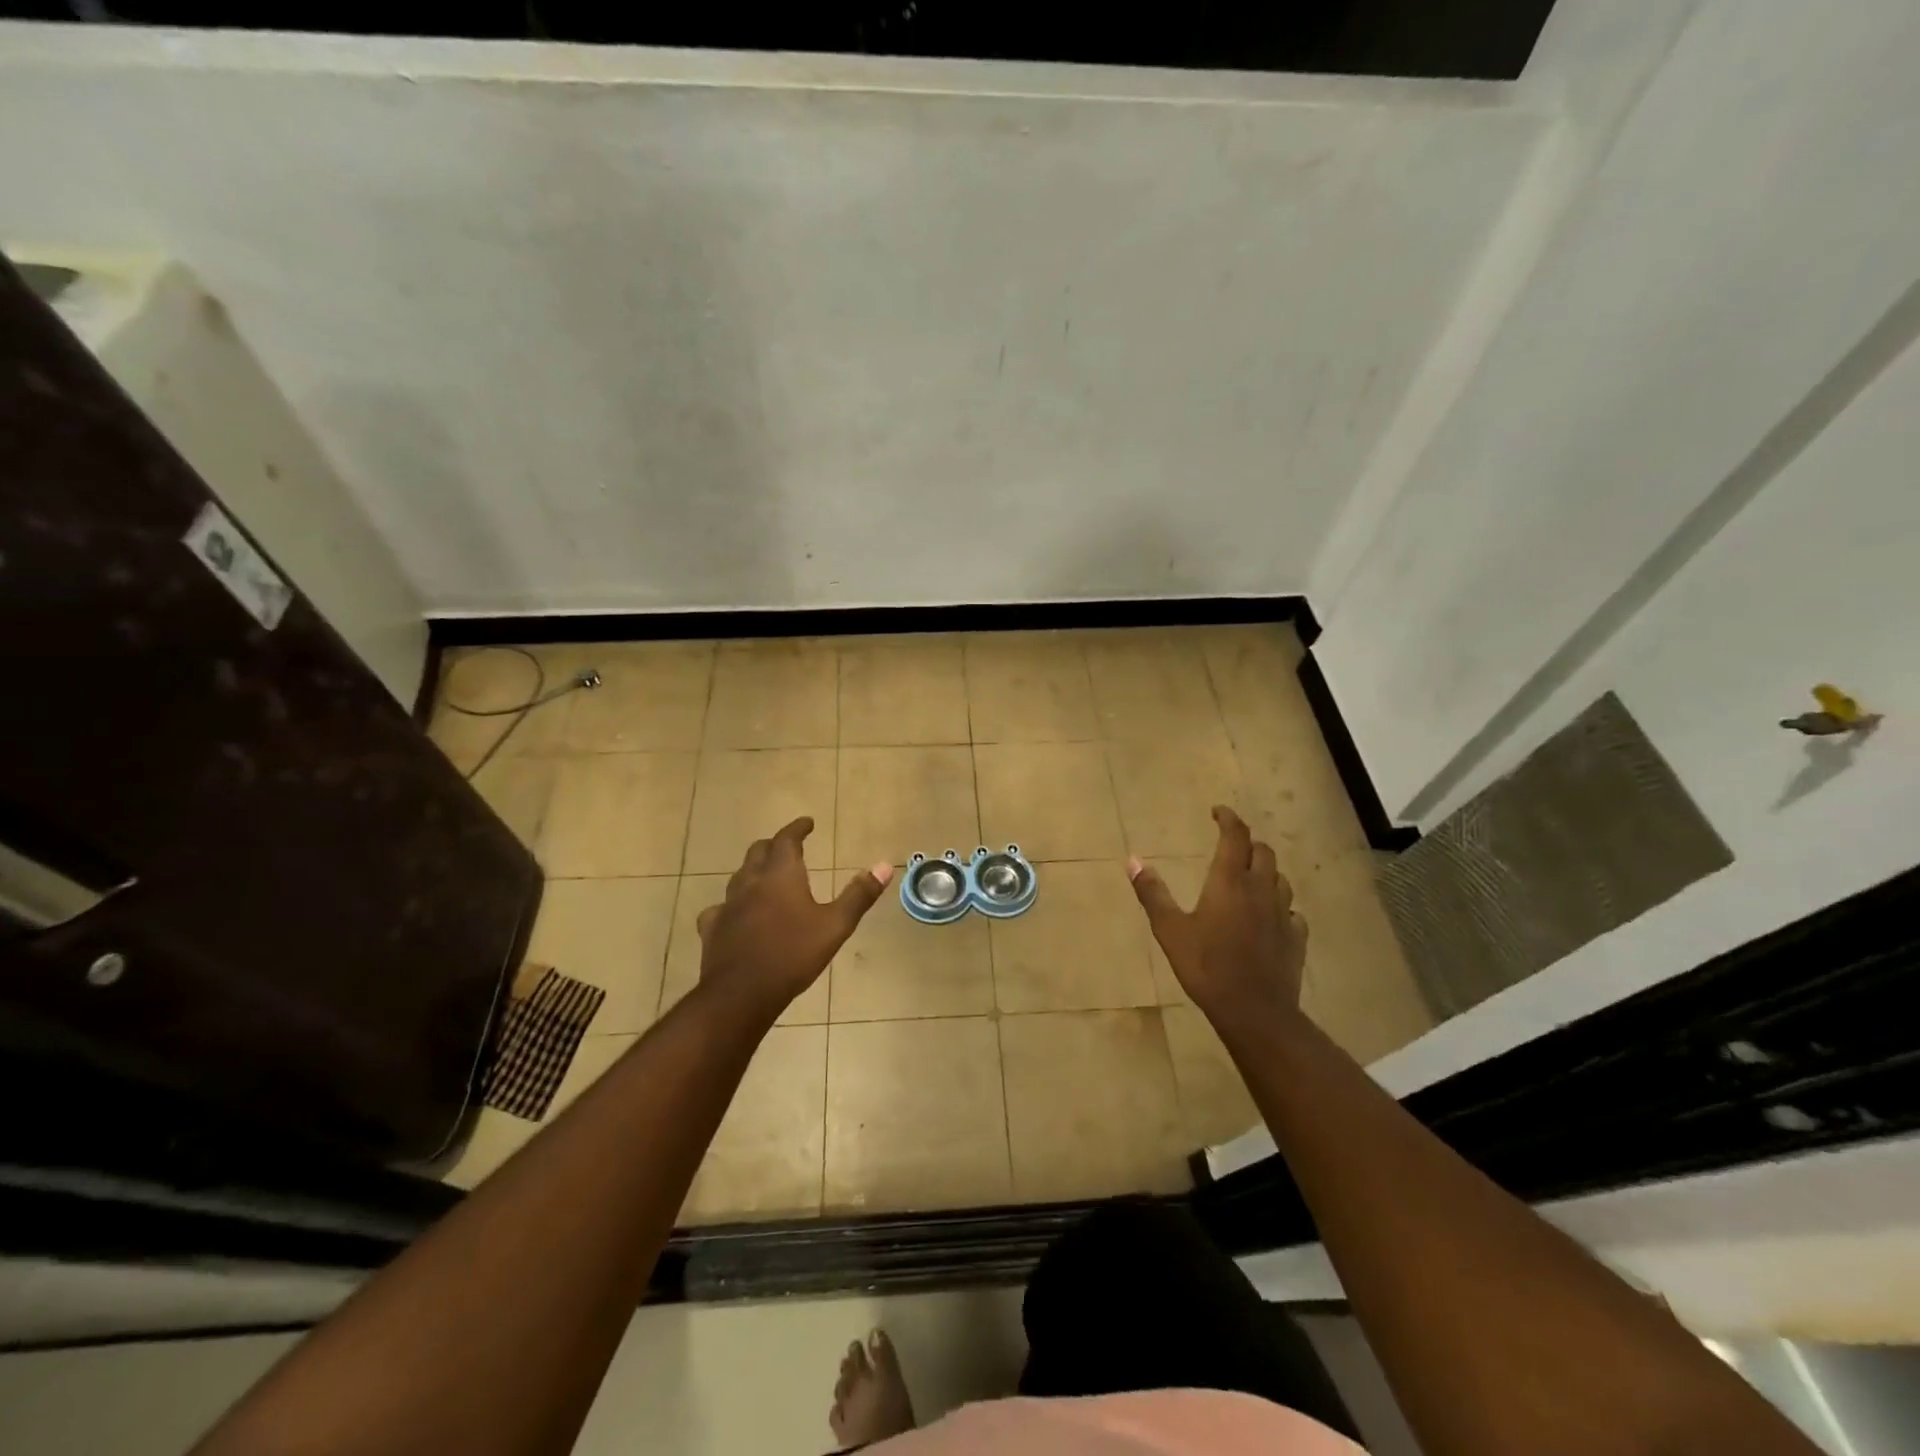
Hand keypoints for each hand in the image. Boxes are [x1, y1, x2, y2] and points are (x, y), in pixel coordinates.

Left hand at [695, 817, 890, 1021]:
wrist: (741, 994)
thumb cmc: (793, 955)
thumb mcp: (835, 926)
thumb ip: (859, 895)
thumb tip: (884, 866)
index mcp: (781, 875)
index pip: (786, 839)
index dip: (797, 828)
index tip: (808, 823)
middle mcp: (751, 882)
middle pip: (758, 852)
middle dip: (774, 845)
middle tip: (788, 847)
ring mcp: (727, 905)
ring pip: (739, 876)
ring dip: (753, 871)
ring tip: (765, 877)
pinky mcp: (712, 928)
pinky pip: (720, 908)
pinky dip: (732, 905)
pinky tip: (736, 915)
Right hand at [1128, 805, 1306, 1025]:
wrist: (1254, 1011)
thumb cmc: (1207, 966)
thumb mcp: (1170, 930)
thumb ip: (1152, 893)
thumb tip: (1133, 860)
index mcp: (1229, 881)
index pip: (1235, 836)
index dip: (1228, 819)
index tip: (1218, 811)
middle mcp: (1261, 889)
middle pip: (1263, 852)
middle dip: (1247, 842)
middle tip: (1230, 845)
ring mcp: (1283, 914)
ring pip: (1280, 879)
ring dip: (1265, 870)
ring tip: (1250, 876)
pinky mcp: (1296, 938)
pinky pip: (1292, 911)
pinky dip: (1279, 904)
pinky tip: (1270, 916)